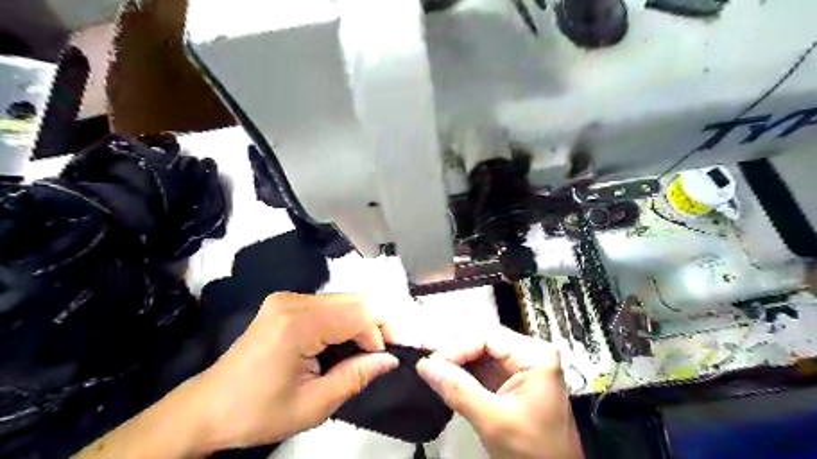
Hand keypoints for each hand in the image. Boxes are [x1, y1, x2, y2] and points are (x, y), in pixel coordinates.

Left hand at [187, 294, 400, 451]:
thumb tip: (390, 360)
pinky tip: (344, 341)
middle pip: (354, 300)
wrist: (208, 407)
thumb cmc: (257, 412)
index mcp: (297, 324)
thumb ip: (356, 377)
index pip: (358, 313)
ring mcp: (287, 298)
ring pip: (344, 300)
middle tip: (383, 353)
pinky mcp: (285, 302)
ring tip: (365, 350)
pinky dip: (345, 320)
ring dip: (361, 322)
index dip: (379, 333)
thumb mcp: (313, 406)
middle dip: (376, 324)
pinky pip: (329, 305)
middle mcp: (293, 301)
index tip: (383, 360)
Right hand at [418, 326, 582, 458]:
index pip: (487, 337)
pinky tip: (447, 378)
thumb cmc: (532, 452)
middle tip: (429, 366)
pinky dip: (465, 374)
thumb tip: (425, 365)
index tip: (431, 364)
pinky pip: (484, 368)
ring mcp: (522, 366)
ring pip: (481, 354)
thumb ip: (459, 390)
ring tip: (433, 371)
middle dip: (455, 353)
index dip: (456, 348)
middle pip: (484, 341)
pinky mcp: (513, 381)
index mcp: (534, 356)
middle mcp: (530, 353)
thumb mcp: (494, 421)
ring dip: (457, 363)